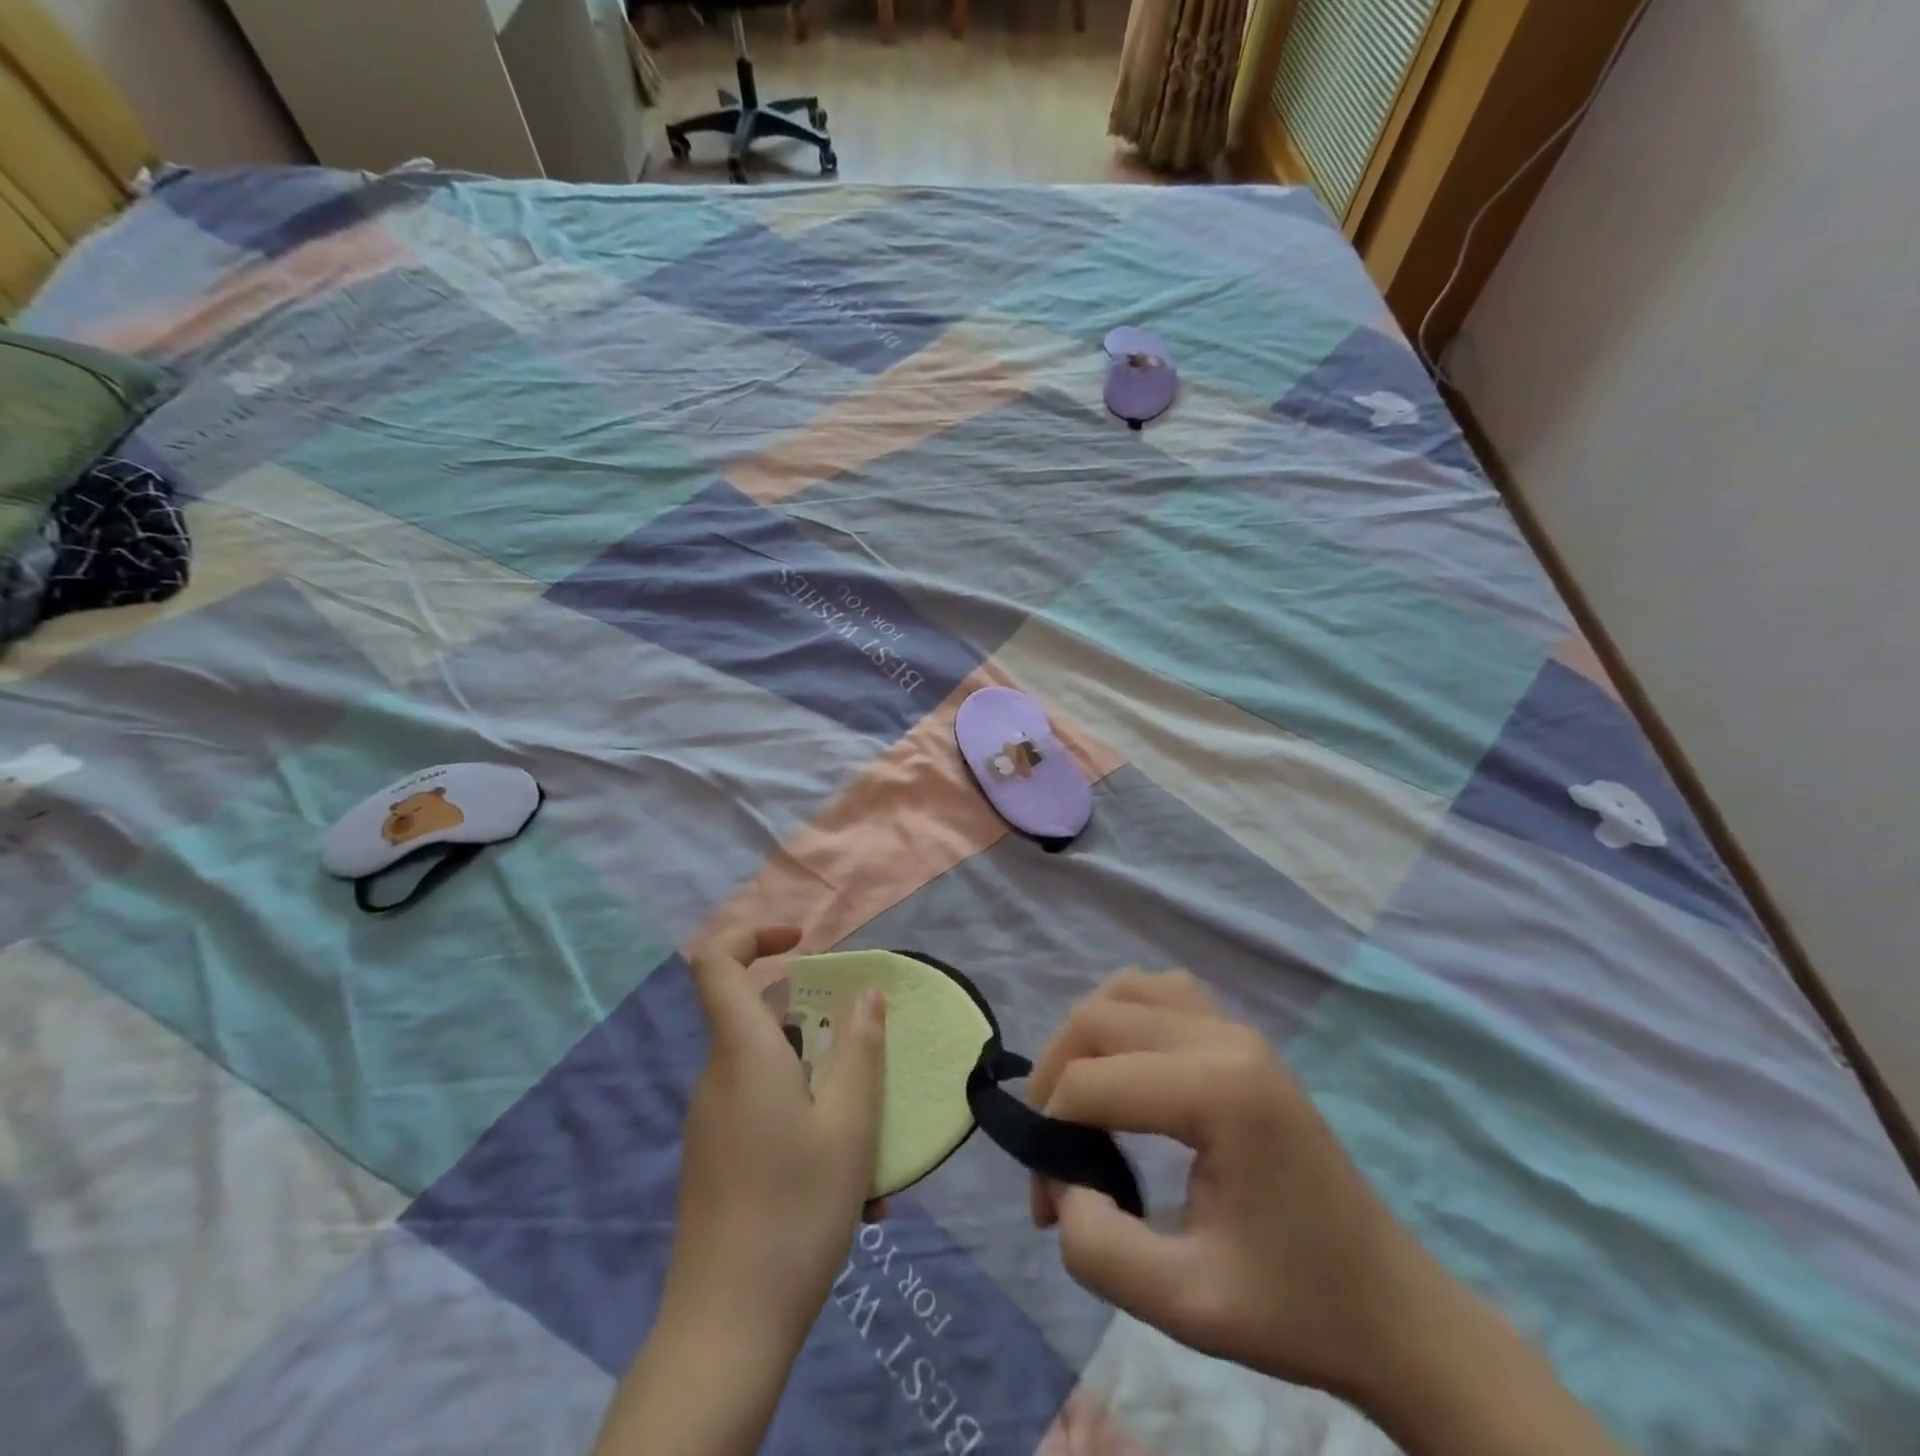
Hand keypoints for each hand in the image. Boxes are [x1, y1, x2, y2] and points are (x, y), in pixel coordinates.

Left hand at [664, 924, 887, 1351]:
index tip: (803, 943)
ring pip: (769, 1071)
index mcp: (742, 1053)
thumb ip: (860, 1049)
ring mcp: (710, 1120)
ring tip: (867, 1137)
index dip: (753, 935)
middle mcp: (717, 1076)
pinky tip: (844, 1179)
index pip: (716, 963)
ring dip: (819, 1083)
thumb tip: (866, 995)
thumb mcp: (849, 1122)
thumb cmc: (796, 1208)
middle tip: (863, 1054)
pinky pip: (761, 1111)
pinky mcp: (713, 1157)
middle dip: (814, 1023)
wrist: (727, 1326)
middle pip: (756, 1017)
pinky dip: (802, 1119)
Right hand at [1026, 970, 1423, 1400]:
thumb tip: (1062, 1184)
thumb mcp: (1185, 1305)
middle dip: (1053, 1078)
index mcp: (1219, 1092)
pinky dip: (1124, 1018)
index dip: (1050, 1138)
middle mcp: (1225, 1038)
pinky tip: (1125, 1068)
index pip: (1091, 1082)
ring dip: (1084, 1038)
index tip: (1048, 1208)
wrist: (1391, 1308)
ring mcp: (1237, 1028)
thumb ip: (1098, 1248)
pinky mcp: (1242, 1037)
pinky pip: (1161, 993)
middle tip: (1050, 1153)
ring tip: (1079, 1103)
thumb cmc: (1295, 1308)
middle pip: (1097, 1019)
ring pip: (1126, 991)